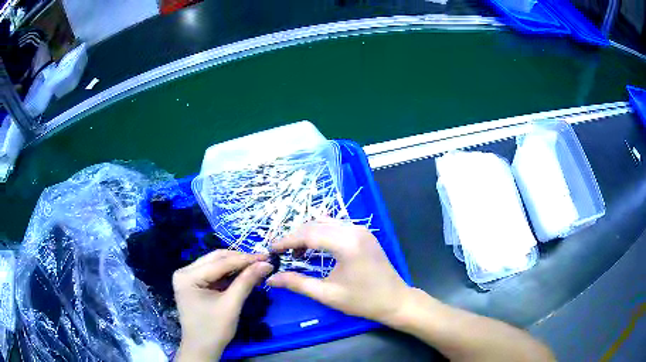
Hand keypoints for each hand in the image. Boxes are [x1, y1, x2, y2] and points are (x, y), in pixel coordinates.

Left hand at [173, 250, 272, 360]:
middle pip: (216, 259)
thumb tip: (266, 264)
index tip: (266, 256)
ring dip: (236, 265)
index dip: (244, 259)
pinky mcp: (194, 283)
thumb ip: (246, 282)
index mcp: (188, 276)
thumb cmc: (214, 329)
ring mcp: (188, 277)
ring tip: (256, 265)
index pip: (219, 263)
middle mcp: (185, 271)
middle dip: (240, 260)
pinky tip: (244, 273)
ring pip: (215, 264)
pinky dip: (229, 273)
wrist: (202, 349)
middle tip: (263, 260)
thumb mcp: (231, 305)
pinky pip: (214, 273)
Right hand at [267, 219, 410, 325]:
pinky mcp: (364, 234)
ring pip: (325, 223)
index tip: (271, 250)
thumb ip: (297, 284)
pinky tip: (314, 248)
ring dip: (307, 234)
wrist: (396, 301)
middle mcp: (353, 229)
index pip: (308, 234)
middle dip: (295, 237)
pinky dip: (321, 234)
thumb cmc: (363, 301)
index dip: (286, 241)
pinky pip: (336, 226)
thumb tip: (271, 278)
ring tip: (295, 253)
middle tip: (280, 253)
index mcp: (346, 243)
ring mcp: (361, 229)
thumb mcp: (327, 294)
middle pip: (315, 225)